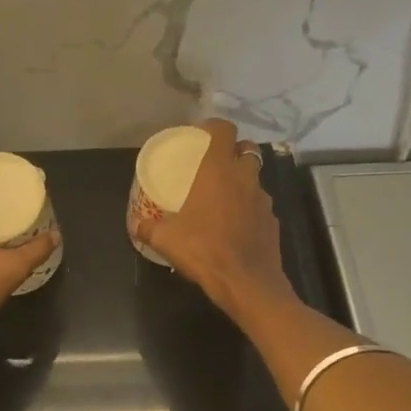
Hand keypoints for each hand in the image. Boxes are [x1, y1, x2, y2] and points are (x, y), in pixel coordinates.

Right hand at [134, 119, 293, 318]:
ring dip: (242, 181)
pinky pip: (260, 205)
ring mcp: (263, 200)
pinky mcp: (273, 221)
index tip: (201, 133)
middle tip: (214, 164)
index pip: (224, 130)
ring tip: (223, 197)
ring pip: (255, 178)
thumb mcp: (166, 239)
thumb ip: (148, 228)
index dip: (214, 126)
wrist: (247, 283)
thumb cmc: (204, 250)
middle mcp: (245, 178)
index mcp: (218, 170)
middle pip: (247, 149)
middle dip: (233, 151)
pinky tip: (236, 226)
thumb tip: (136, 225)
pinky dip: (250, 208)